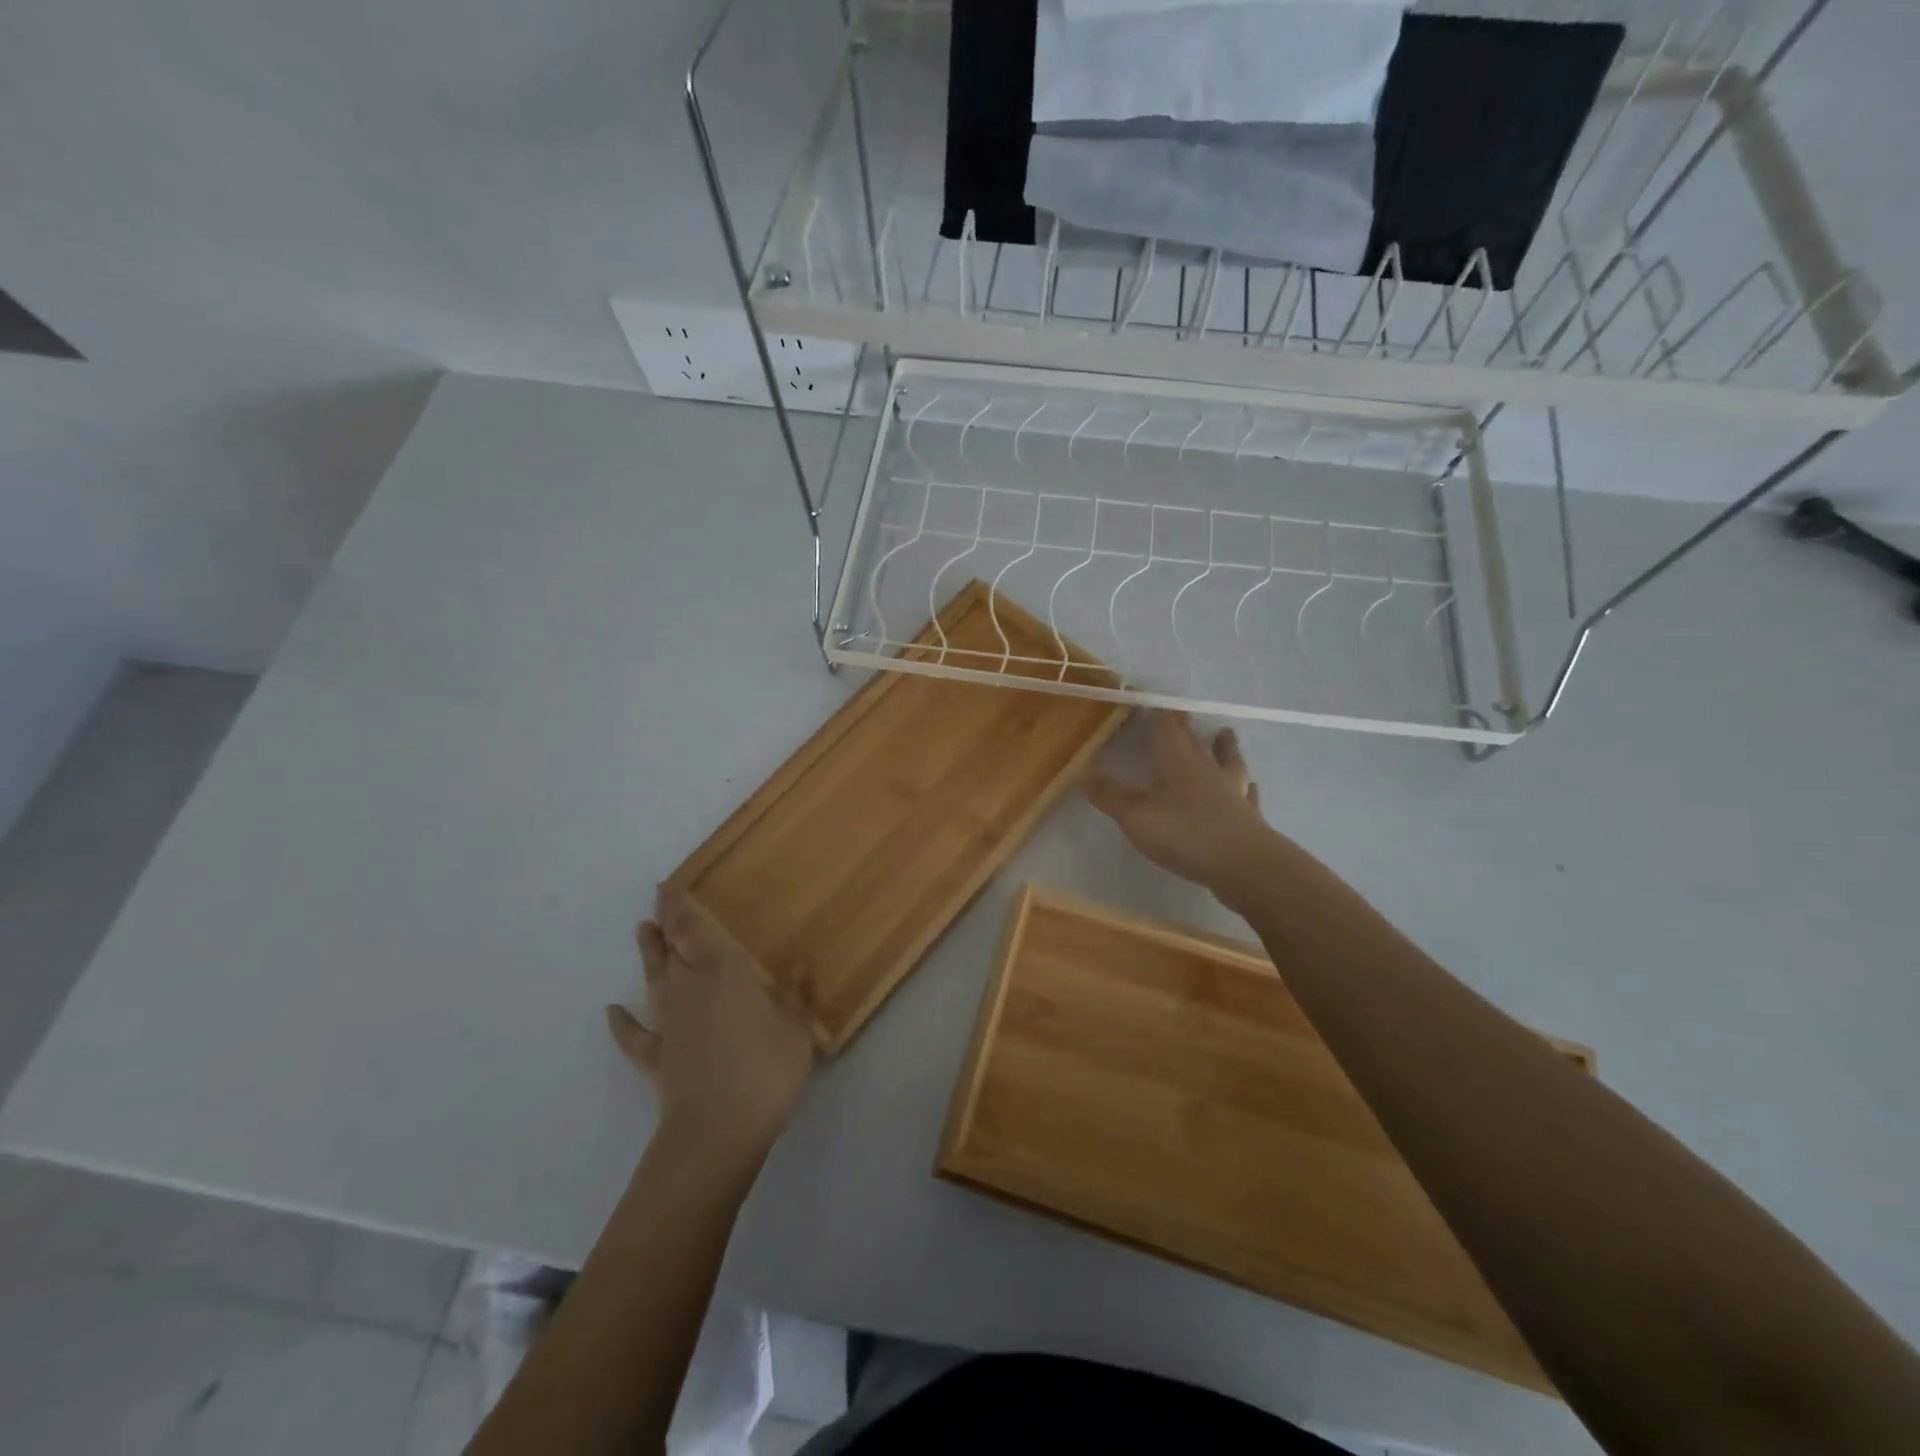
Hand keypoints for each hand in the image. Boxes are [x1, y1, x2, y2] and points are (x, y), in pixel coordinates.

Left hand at [606, 886, 814, 1162]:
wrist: (719, 1130)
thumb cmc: (765, 1068)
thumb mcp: (796, 1029)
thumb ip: (795, 995)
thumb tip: (801, 963)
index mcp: (724, 973)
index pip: (694, 930)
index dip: (679, 906)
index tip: (668, 886)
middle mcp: (690, 989)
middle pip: (671, 950)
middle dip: (665, 925)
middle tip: (658, 905)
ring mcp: (670, 1024)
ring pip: (654, 981)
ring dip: (648, 957)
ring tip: (641, 933)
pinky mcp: (658, 1058)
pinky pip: (636, 1037)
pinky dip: (623, 1024)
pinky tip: (612, 1012)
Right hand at [1087, 711, 1272, 893]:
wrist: (1244, 865)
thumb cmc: (1184, 833)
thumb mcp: (1135, 815)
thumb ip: (1110, 795)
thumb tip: (1084, 775)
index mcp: (1178, 760)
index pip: (1165, 726)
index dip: (1155, 714)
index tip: (1145, 702)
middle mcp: (1206, 768)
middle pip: (1194, 740)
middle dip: (1183, 726)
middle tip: (1179, 714)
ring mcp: (1231, 790)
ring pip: (1227, 760)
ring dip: (1224, 746)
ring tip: (1225, 733)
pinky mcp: (1248, 815)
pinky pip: (1248, 793)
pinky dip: (1247, 786)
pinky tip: (1251, 785)